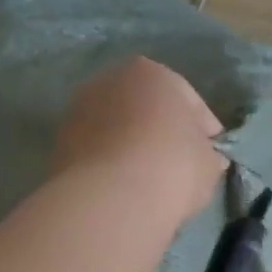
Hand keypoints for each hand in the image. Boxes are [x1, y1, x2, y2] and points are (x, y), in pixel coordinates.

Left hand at [51, 57, 225, 226]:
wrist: (111, 198)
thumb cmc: (172, 166)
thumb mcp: (208, 162)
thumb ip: (207, 154)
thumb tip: (206, 158)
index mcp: (151, 72)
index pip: (187, 99)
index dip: (203, 127)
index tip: (212, 152)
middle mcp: (109, 81)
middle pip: (145, 107)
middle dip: (161, 130)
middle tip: (179, 163)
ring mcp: (78, 111)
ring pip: (117, 128)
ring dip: (132, 146)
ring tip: (148, 178)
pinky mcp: (59, 145)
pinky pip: (97, 151)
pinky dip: (110, 163)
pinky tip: (124, 187)